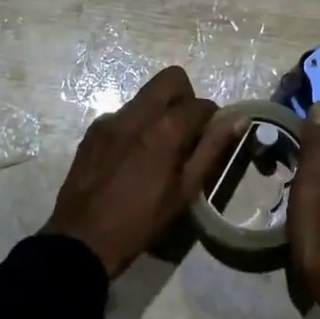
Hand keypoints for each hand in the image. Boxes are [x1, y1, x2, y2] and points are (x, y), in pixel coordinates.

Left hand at [44, 65, 241, 278]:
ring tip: (158, 150)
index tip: (211, 139)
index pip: (201, 104)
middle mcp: (137, 113)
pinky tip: (132, 158)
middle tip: (186, 132)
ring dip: (160, 112)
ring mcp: (111, 119)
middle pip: (171, 79)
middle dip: (186, 98)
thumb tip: (237, 120)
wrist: (83, 239)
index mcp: (165, 129)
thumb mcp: (185, 190)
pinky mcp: (93, 130)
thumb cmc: (142, 221)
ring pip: (146, 97)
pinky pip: (124, 114)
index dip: (213, 119)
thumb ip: (212, 149)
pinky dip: (136, 126)